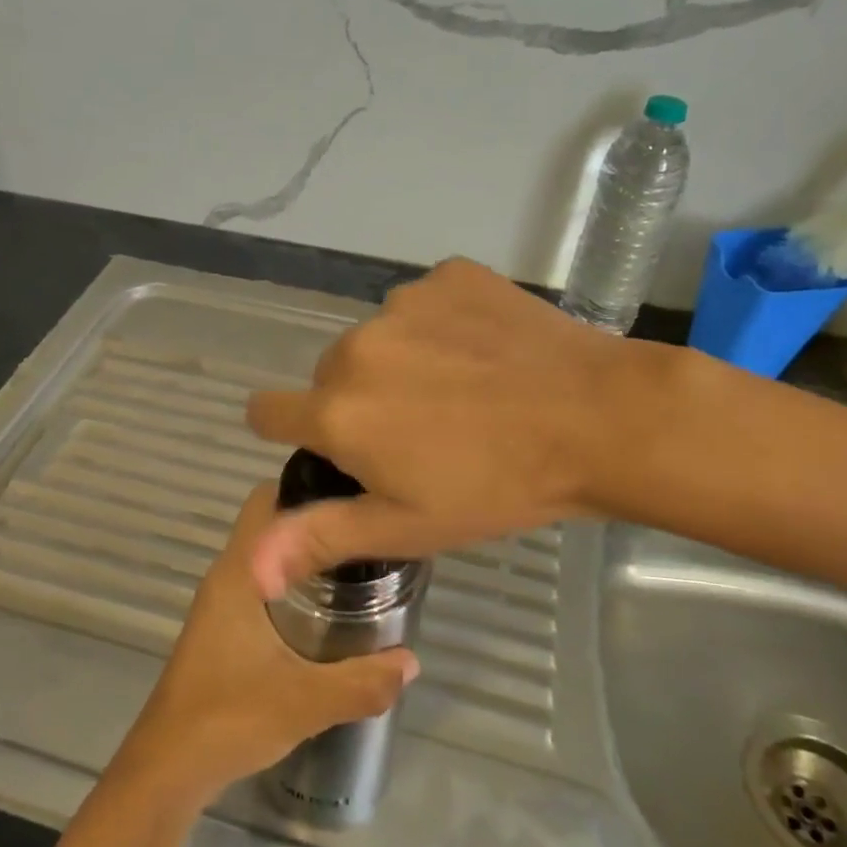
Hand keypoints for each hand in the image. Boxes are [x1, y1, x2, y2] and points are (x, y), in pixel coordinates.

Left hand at [116, 485, 419, 807]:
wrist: (168, 770)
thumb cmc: (229, 717)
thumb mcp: (306, 701)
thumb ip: (363, 682)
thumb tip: (412, 661)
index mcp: (238, 573)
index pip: (267, 499)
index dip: (307, 486)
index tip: (354, 494)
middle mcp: (227, 577)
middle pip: (272, 526)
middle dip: (318, 525)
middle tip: (369, 537)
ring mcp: (221, 605)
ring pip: (269, 559)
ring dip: (307, 560)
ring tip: (360, 570)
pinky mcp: (223, 631)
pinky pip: (264, 588)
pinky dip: (294, 589)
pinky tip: (329, 616)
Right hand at [244, 258, 678, 592]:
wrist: (597, 418)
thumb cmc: (498, 486)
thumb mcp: (407, 526)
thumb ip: (320, 537)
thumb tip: (248, 570)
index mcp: (337, 410)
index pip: (268, 412)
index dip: (291, 432)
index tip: (332, 448)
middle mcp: (356, 348)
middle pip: (330, 378)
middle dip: (357, 403)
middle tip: (419, 434)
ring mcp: (405, 303)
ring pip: (377, 340)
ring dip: (399, 364)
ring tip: (461, 392)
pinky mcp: (449, 276)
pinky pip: (422, 305)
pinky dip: (440, 328)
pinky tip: (484, 353)